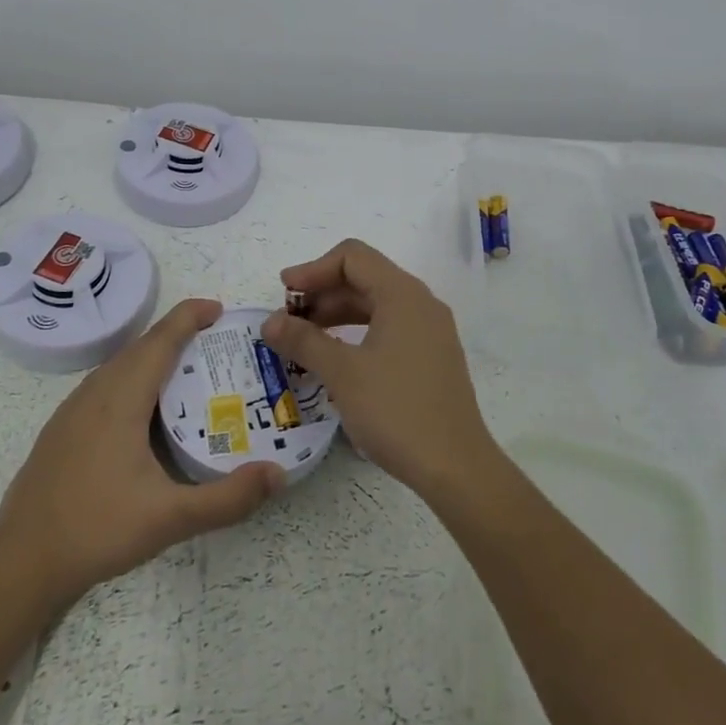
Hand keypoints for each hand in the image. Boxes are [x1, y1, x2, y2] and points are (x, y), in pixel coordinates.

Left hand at [0, 298, 284, 614]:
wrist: (19, 564)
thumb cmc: (96, 531)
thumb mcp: (170, 518)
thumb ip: (228, 498)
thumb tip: (278, 475)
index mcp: (119, 400)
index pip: (159, 340)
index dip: (189, 316)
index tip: (220, 308)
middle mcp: (94, 394)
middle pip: (140, 347)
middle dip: (178, 334)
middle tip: (217, 342)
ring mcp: (72, 412)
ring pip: (119, 367)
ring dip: (154, 356)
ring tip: (188, 371)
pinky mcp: (61, 431)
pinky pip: (105, 386)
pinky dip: (134, 379)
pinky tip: (146, 412)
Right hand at [259, 240, 498, 504]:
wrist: (455, 467)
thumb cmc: (396, 411)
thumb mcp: (342, 373)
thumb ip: (303, 340)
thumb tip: (270, 322)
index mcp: (403, 295)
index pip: (352, 257)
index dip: (313, 269)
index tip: (284, 294)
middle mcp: (421, 304)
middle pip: (365, 278)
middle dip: (322, 292)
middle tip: (287, 320)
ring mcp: (430, 331)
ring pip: (376, 305)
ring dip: (337, 314)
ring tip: (304, 340)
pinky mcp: (432, 357)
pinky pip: (389, 328)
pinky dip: (357, 333)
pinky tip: (336, 358)